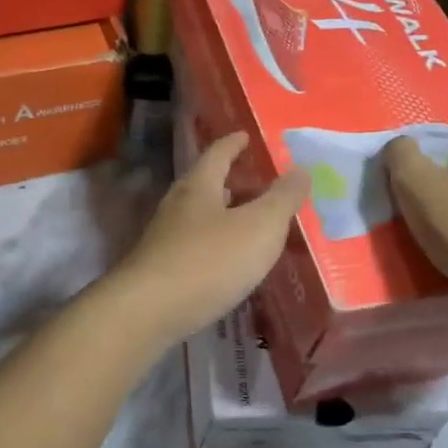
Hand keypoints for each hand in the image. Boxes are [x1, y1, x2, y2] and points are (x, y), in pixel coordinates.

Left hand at [111, 133, 309, 346]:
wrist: (148, 312)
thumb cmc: (209, 261)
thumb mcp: (259, 227)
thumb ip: (282, 199)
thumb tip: (299, 170)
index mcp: (199, 187)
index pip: (217, 154)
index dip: (233, 144)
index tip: (244, 136)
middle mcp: (177, 206)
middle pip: (204, 184)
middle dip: (228, 181)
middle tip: (253, 180)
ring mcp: (163, 239)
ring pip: (197, 217)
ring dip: (220, 215)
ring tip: (245, 221)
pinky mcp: (159, 270)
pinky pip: (193, 247)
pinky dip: (213, 246)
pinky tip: (226, 262)